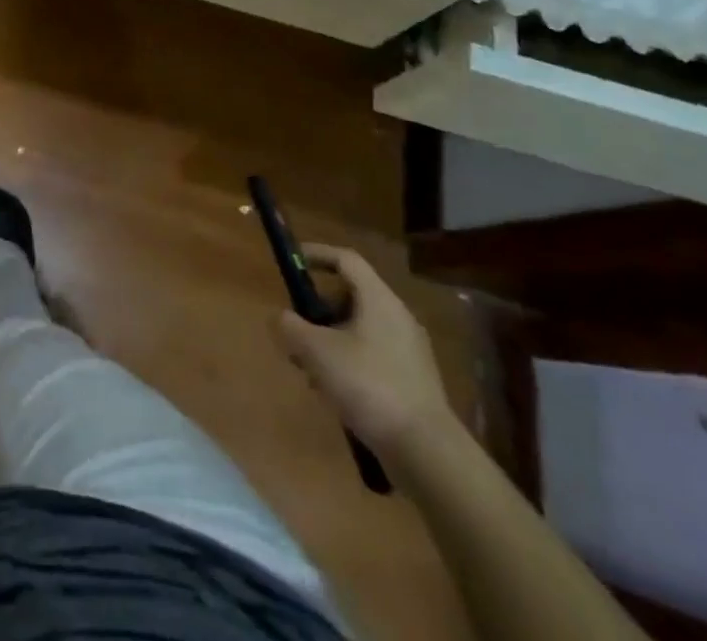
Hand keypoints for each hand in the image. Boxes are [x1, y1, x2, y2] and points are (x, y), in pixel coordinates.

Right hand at [273, 245, 451, 460]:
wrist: (426, 451)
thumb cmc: (368, 385)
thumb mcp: (316, 351)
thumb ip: (290, 327)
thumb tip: (280, 318)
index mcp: (379, 299)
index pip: (346, 259)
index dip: (317, 254)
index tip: (293, 262)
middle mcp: (398, 317)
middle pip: (351, 297)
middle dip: (318, 310)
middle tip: (297, 330)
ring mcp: (409, 351)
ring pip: (360, 330)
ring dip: (331, 341)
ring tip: (310, 371)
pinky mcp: (413, 381)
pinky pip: (373, 356)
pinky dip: (349, 363)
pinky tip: (335, 393)